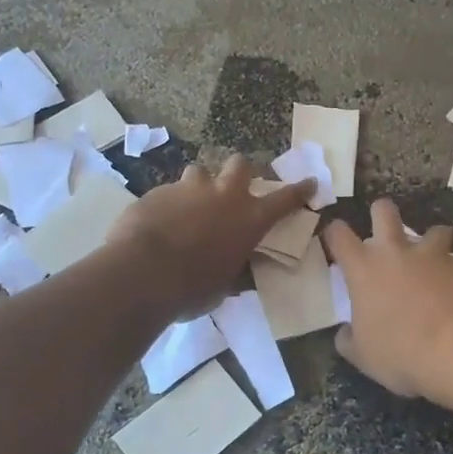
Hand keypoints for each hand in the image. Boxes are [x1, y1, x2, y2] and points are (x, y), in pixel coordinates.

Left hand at [110, 154, 313, 319]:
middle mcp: (224, 196)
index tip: (310, 182)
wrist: (142, 274)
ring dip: (199, 186)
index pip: (285, 199)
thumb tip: (237, 273)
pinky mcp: (157, 192)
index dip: (300, 190)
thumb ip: (233, 270)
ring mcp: (189, 189)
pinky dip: (168, 205)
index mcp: (249, 219)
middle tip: (232, 188)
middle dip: (239, 172)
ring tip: (189, 206)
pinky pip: (167, 192)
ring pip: (199, 172)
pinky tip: (157, 224)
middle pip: (240, 164)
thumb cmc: (192, 288)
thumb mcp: (224, 286)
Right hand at [321, 200, 452, 398]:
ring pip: (434, 230)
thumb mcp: (363, 356)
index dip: (335, 233)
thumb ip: (349, 339)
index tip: (336, 239)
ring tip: (434, 261)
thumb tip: (346, 332)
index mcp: (364, 269)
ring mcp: (434, 255)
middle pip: (384, 210)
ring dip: (432, 241)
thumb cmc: (401, 353)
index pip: (339, 234)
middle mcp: (397, 252)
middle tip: (384, 229)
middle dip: (381, 212)